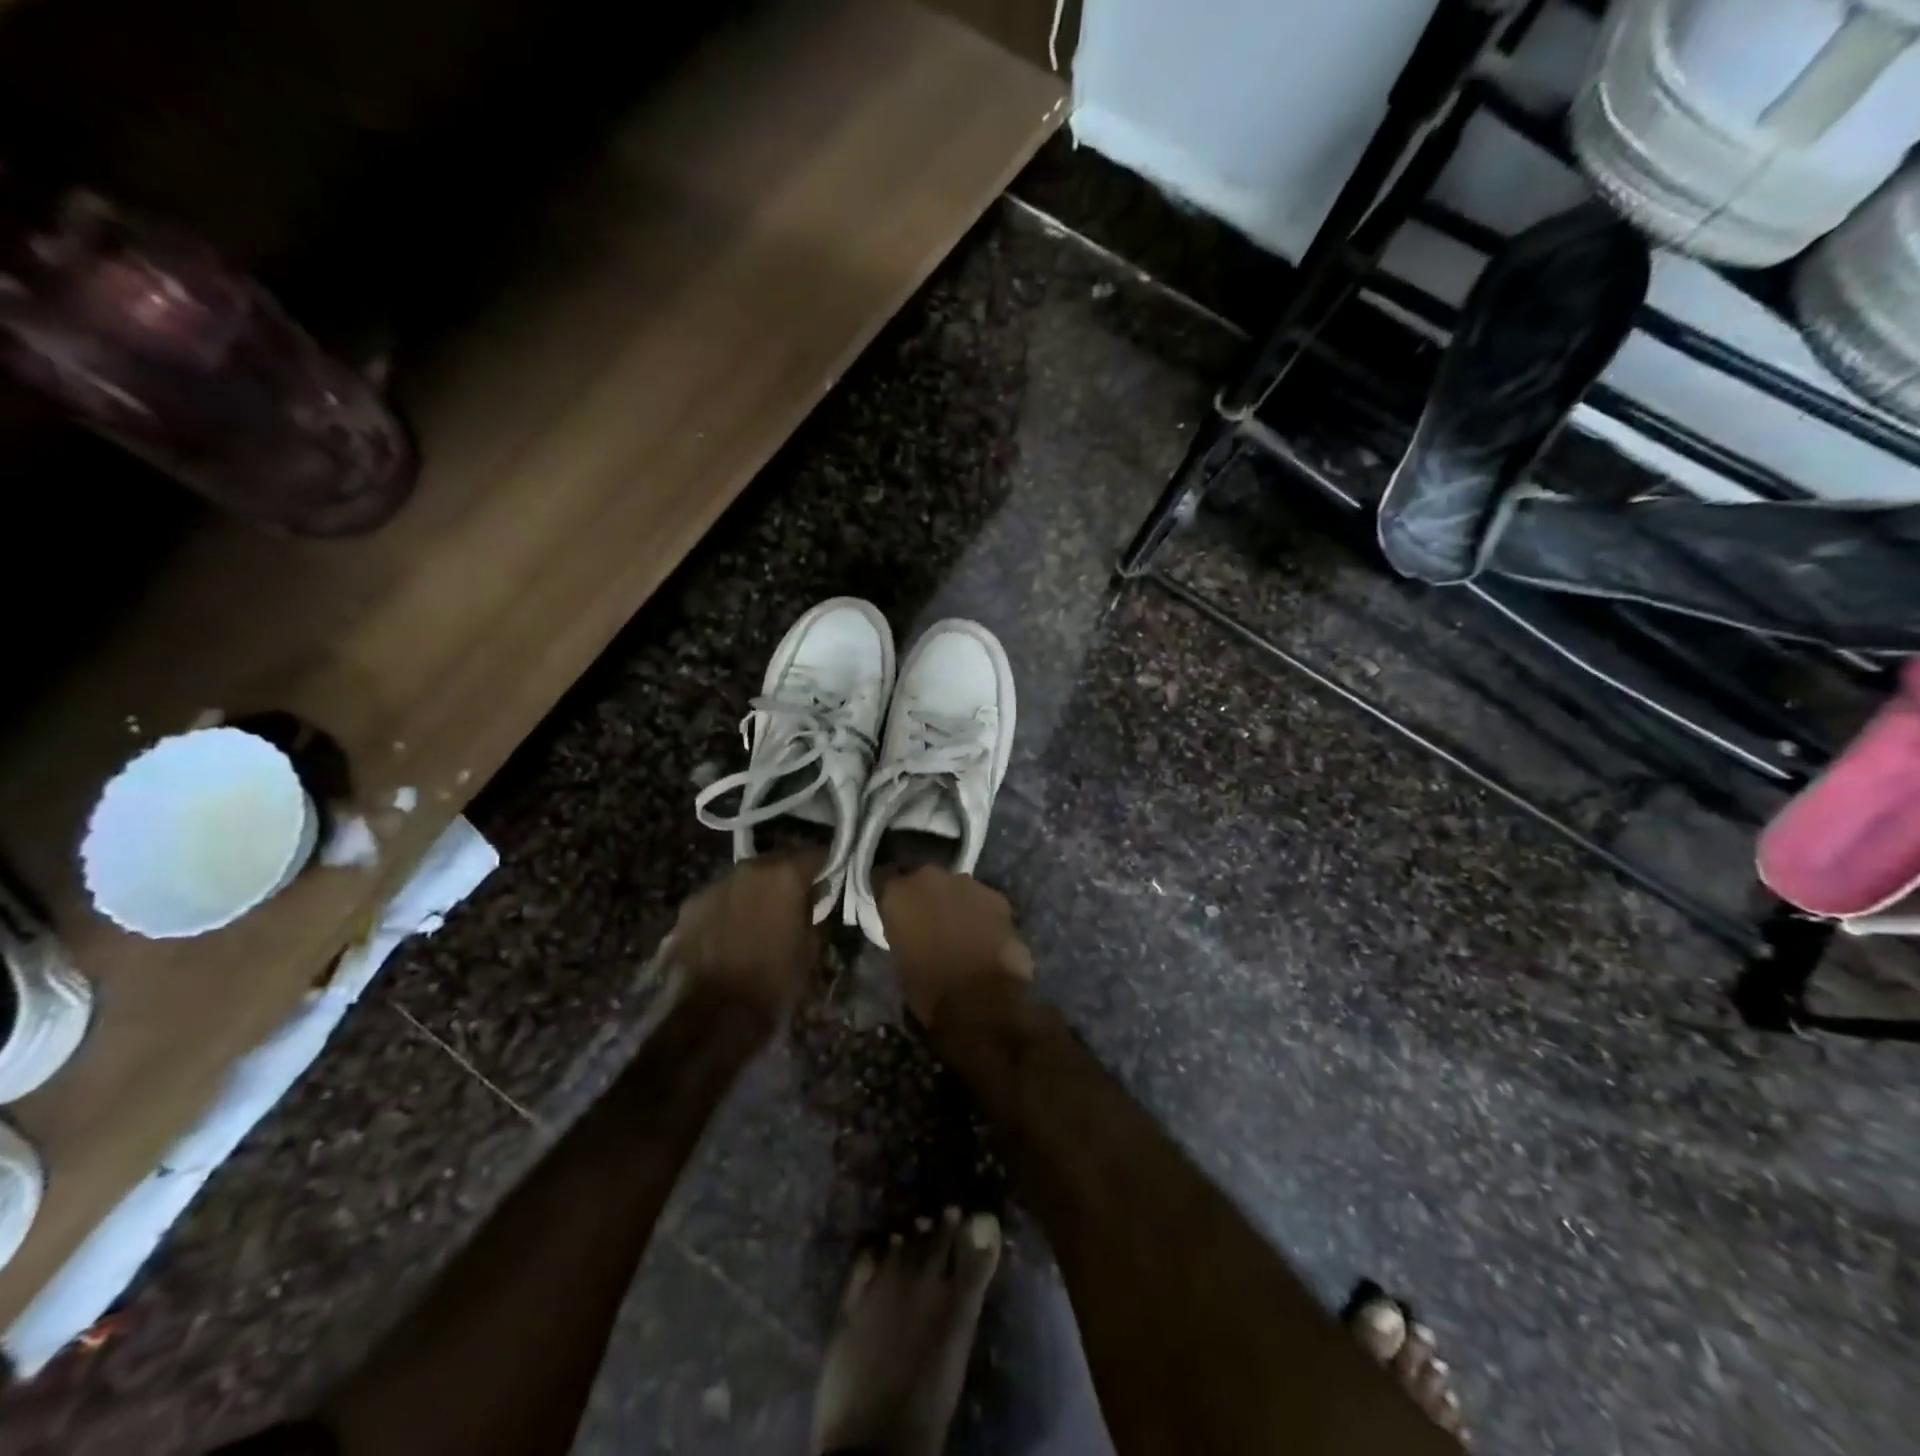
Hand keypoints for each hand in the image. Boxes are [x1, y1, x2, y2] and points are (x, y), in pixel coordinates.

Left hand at [662, 850, 826, 1027]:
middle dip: (790, 877)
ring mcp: (715, 885)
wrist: (715, 1014)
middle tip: (799, 900)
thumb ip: (814, 909)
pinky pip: (721, 898)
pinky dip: (731, 908)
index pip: (817, 854)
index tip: (831, 881)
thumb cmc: (775, 980)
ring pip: (747, 879)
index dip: (827, 867)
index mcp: (785, 874)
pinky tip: (733, 933)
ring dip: (758, 892)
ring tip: (763, 918)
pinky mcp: (690, 906)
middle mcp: (750, 869)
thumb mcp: (811, 945)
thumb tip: (813, 896)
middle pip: (779, 862)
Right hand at [877, 866, 1032, 1026]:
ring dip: (955, 902)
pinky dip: (981, 914)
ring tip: (959, 930)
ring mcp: (967, 883)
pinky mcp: (997, 897)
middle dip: (924, 895)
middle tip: (927, 919)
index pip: (884, 878)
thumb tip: (912, 927)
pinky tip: (984, 937)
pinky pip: (983, 901)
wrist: (979, 1000)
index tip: (892, 907)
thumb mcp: (899, 958)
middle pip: (923, 878)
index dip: (889, 893)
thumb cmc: (928, 987)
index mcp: (898, 892)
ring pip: (956, 888)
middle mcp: (930, 877)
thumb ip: (903, 929)